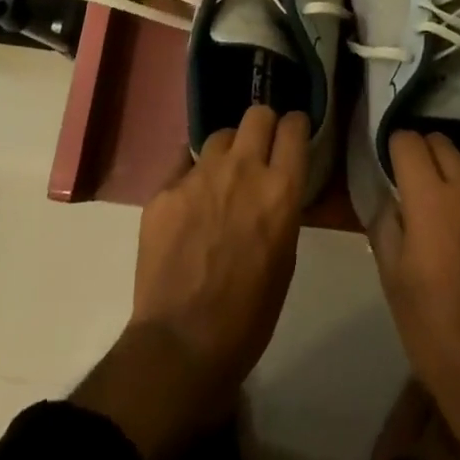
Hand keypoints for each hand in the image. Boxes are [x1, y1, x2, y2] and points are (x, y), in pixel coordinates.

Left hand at [74, 106, 307, 459]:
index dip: (295, 126)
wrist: (181, 345)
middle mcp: (242, 170)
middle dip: (262, 125)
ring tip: (220, 179)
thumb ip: (281, 208)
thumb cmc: (248, 315)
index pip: (293, 127)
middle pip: (257, 114)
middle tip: (259, 148)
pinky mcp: (164, 189)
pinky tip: (189, 202)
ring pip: (219, 136)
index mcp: (279, 190)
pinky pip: (182, 163)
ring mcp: (199, 175)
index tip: (292, 134)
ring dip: (226, 152)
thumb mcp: (285, 257)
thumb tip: (274, 187)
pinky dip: (190, 175)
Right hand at [370, 132, 459, 459]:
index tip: (395, 170)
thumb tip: (389, 194)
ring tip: (459, 202)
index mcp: (429, 201)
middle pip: (441, 143)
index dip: (396, 151)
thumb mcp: (391, 278)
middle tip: (422, 188)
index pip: (408, 141)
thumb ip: (385, 222)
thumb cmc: (434, 331)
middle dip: (426, 158)